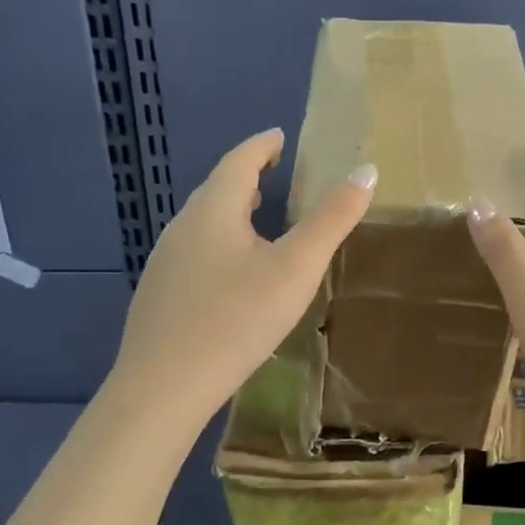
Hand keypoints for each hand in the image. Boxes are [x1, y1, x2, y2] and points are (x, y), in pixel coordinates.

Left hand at [114, 129, 374, 426]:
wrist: (164, 387)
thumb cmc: (237, 318)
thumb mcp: (296, 268)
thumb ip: (332, 219)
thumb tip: (365, 170)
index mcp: (214, 211)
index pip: (239, 161)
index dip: (261, 146)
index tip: (279, 137)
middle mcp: (182, 227)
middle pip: (216, 190)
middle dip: (246, 176)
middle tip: (272, 172)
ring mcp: (164, 263)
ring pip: (202, 223)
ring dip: (230, 211)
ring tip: (255, 216)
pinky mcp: (159, 295)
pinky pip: (193, 252)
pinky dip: (218, 243)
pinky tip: (230, 273)